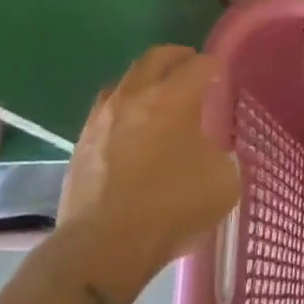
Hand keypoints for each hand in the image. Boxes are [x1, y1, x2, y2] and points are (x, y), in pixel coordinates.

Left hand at [46, 46, 240, 303]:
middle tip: (191, 66)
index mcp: (173, 98)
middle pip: (156, 58)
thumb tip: (211, 152)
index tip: (221, 76)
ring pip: (126, 80)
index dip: (214, 67)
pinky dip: (124, 107)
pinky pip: (106, 109)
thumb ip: (221, 156)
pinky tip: (133, 127)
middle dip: (178, 57)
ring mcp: (103, 118)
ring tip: (159, 95)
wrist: (103, 246)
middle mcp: (135, 97)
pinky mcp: (81, 142)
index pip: (198, 66)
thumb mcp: (222, 182)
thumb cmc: (171, 207)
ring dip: (146, 80)